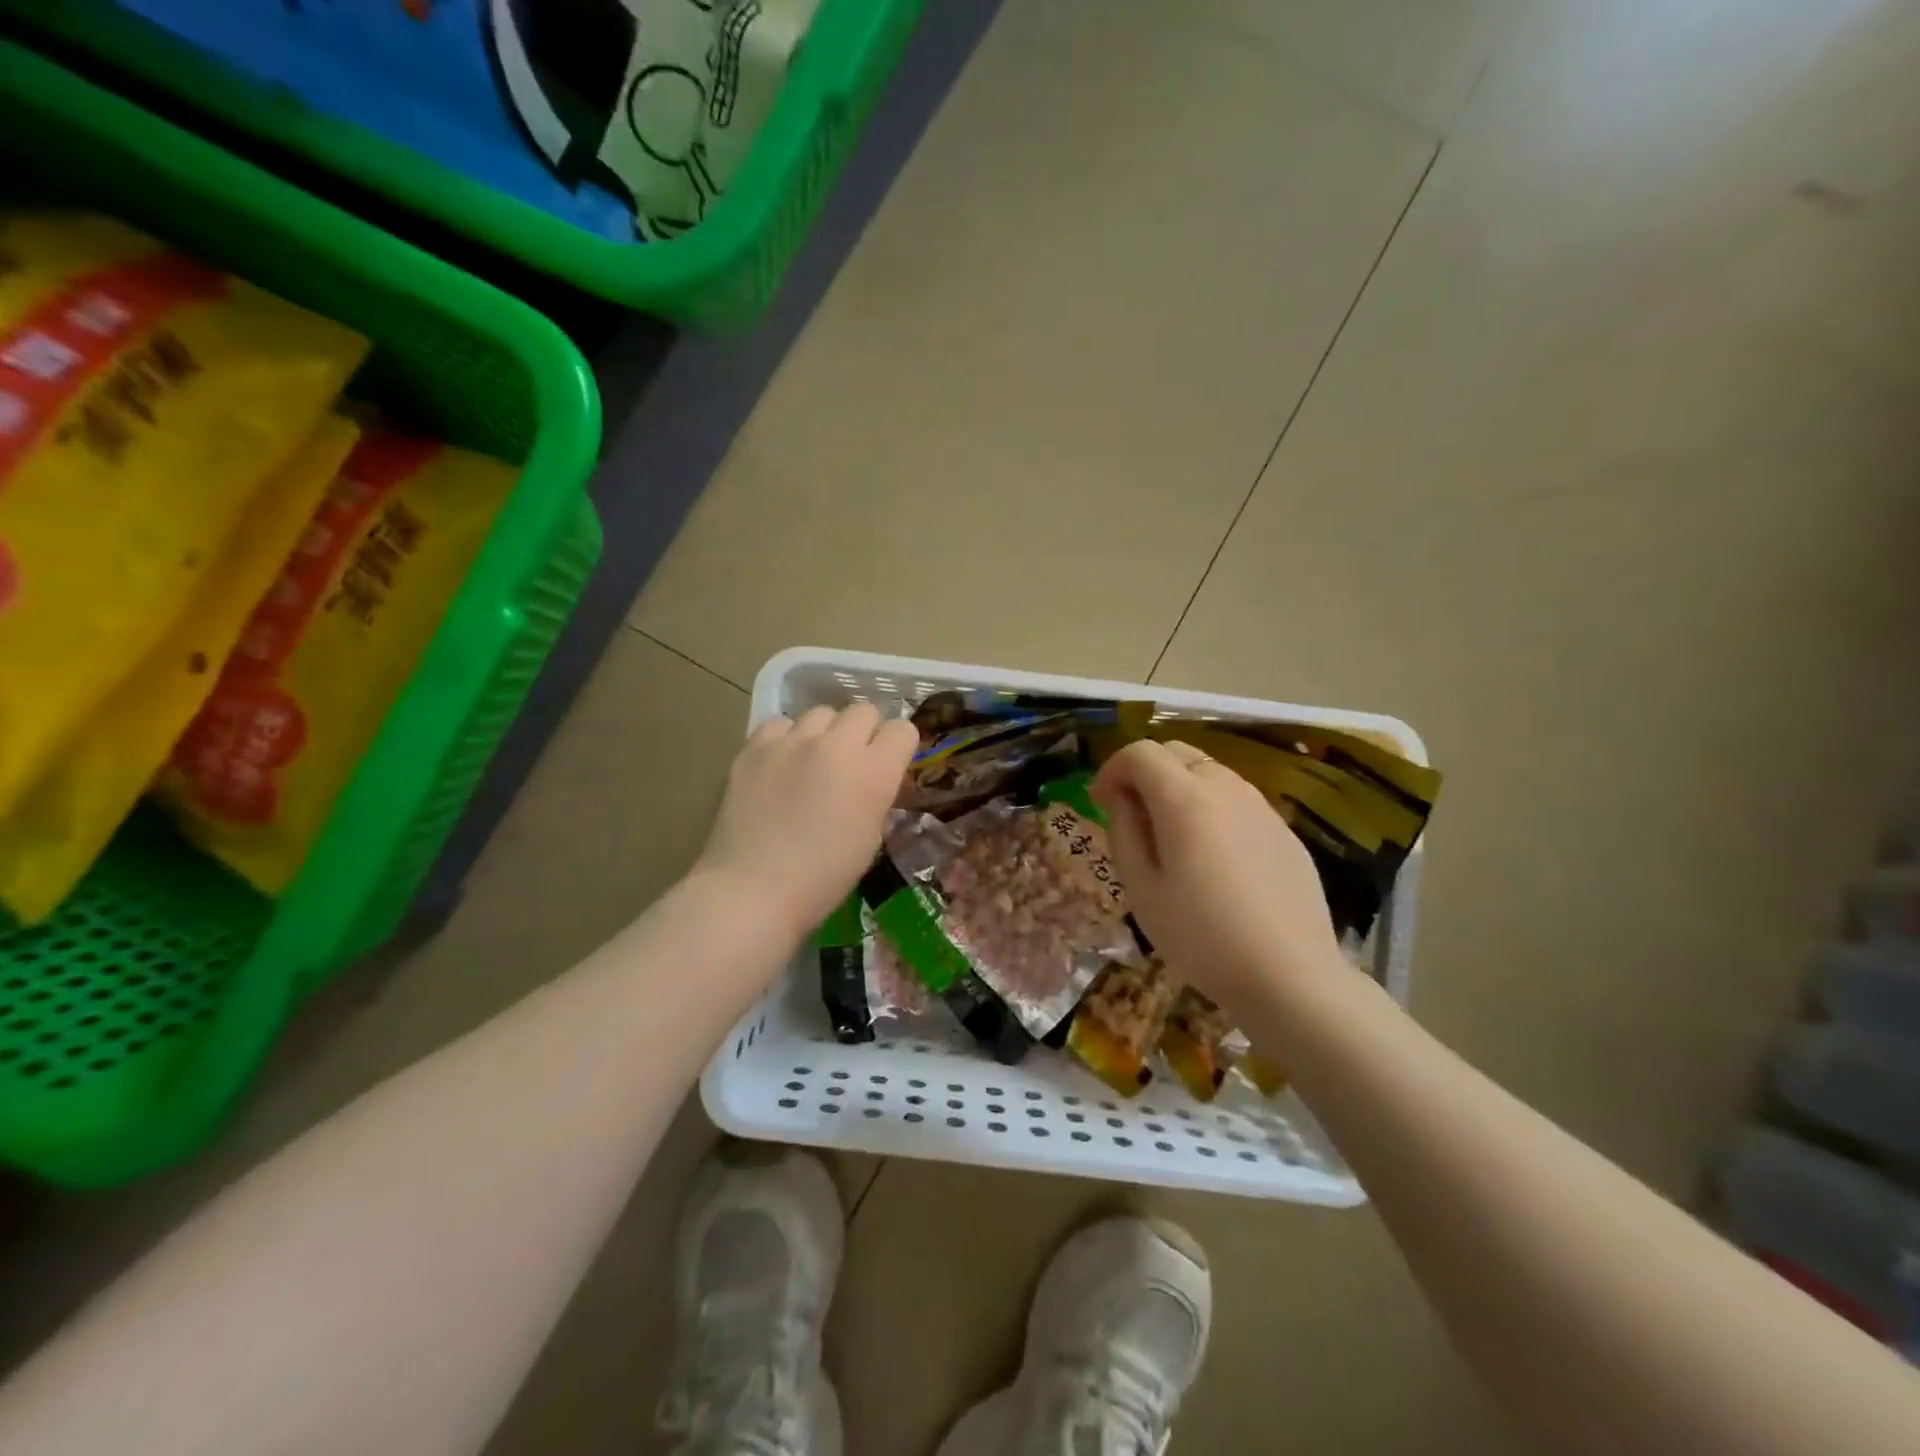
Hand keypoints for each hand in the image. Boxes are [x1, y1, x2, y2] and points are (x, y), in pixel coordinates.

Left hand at [696, 702, 917, 939]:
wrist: (753, 889)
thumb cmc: (823, 878)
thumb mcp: (870, 837)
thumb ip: (876, 796)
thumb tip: (874, 780)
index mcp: (874, 772)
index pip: (903, 729)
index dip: (898, 745)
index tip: (890, 763)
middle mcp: (837, 745)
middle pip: (863, 710)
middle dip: (865, 731)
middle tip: (853, 760)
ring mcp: (792, 741)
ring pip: (821, 712)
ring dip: (825, 732)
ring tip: (813, 760)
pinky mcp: (754, 747)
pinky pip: (780, 724)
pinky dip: (786, 738)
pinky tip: (780, 764)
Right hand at [1094, 738, 1341, 1016]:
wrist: (1290, 975)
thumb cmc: (1201, 937)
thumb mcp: (1142, 890)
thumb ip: (1124, 832)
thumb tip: (1121, 798)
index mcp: (1185, 799)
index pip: (1140, 753)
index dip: (1112, 769)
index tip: (1101, 801)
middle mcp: (1225, 787)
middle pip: (1176, 752)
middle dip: (1145, 771)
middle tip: (1131, 813)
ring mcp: (1260, 806)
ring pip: (1209, 772)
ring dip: (1179, 787)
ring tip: (1170, 836)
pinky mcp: (1283, 829)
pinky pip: (1236, 800)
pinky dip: (1211, 807)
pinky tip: (1212, 857)